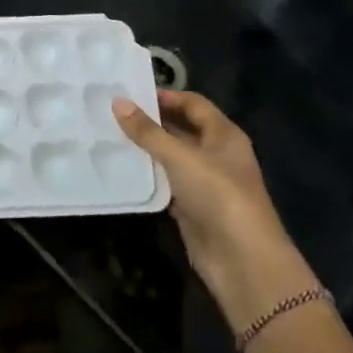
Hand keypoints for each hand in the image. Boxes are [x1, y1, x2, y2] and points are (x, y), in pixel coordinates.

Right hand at [112, 89, 315, 325]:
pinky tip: (121, 167)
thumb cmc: (218, 194)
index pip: (192, 103)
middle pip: (181, 128)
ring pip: (171, 156)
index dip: (165, 95)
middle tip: (112, 111)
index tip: (129, 91)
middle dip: (151, 120)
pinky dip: (148, 175)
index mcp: (224, 134)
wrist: (242, 260)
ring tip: (109, 135)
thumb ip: (147, 130)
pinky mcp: (192, 207)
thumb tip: (118, 101)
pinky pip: (166, 182)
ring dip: (146, 148)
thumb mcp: (180, 156)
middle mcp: (216, 154)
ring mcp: (205, 182)